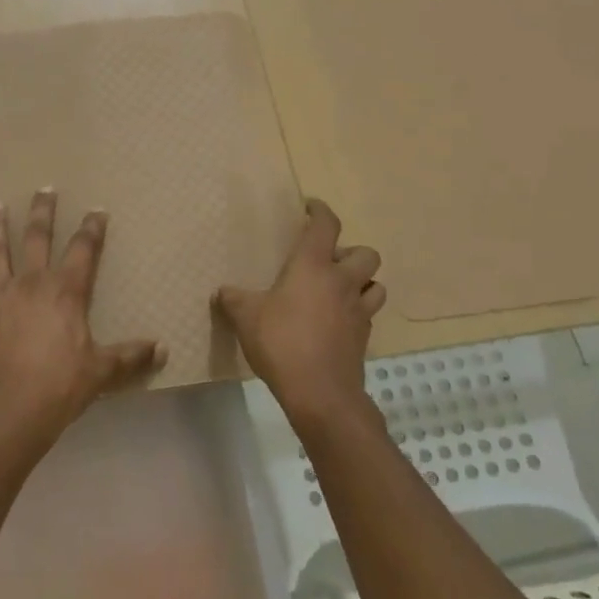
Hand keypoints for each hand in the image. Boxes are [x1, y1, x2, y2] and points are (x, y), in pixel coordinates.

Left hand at [0, 188, 165, 460]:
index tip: (96, 210)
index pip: (83, 250)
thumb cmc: (60, 387)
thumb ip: (130, 357)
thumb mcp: (101, 372)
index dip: (91, 229)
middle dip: (42, 212)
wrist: (9, 410)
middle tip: (44, 189)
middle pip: (37, 238)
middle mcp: (30, 283)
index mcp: (65, 291)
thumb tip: (163, 350)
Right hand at [215, 198, 384, 422]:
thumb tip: (222, 292)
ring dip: (362, 282)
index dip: (321, 211)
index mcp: (313, 266)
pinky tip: (338, 321)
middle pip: (366, 253)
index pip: (326, 225)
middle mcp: (341, 281)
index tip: (311, 207)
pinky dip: (357, 311)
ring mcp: (358, 310)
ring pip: (375, 284)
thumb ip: (233, 299)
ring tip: (339, 290)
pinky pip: (368, 314)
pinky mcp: (364, 337)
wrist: (320, 392)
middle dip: (351, 252)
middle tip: (328, 262)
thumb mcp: (246, 317)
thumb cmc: (281, 342)